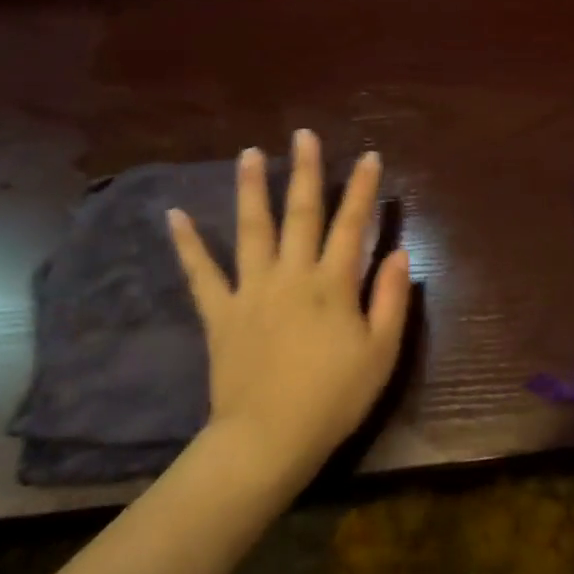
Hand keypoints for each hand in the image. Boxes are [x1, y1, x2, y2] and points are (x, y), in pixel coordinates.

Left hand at [167, 130, 410, 485]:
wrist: (269, 438)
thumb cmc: (334, 397)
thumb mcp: (381, 352)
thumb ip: (391, 299)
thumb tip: (399, 253)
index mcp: (333, 284)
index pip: (351, 225)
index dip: (362, 189)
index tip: (368, 156)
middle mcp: (291, 275)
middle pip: (301, 214)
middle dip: (306, 172)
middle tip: (303, 135)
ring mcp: (251, 290)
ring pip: (252, 229)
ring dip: (252, 189)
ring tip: (249, 153)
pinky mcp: (221, 313)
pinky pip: (201, 273)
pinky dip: (188, 244)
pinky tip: (175, 215)